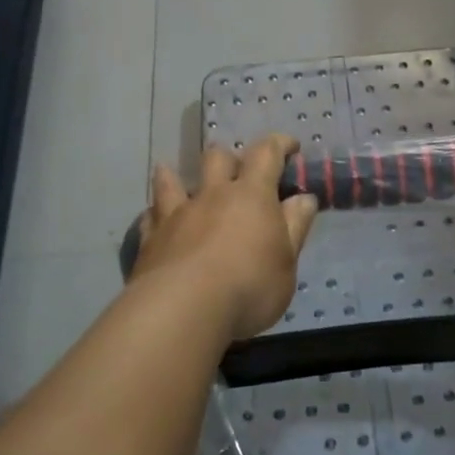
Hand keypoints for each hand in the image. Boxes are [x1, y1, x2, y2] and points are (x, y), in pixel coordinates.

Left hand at [131, 135, 319, 340]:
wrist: (183, 310)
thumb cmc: (248, 287)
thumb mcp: (287, 262)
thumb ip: (295, 226)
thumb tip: (304, 198)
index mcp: (251, 195)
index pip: (267, 154)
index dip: (279, 144)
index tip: (290, 146)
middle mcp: (213, 195)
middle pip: (218, 158)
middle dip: (230, 158)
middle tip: (237, 172)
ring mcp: (177, 214)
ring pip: (172, 180)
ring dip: (176, 175)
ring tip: (175, 175)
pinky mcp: (151, 238)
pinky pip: (151, 215)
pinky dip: (156, 214)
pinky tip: (156, 220)